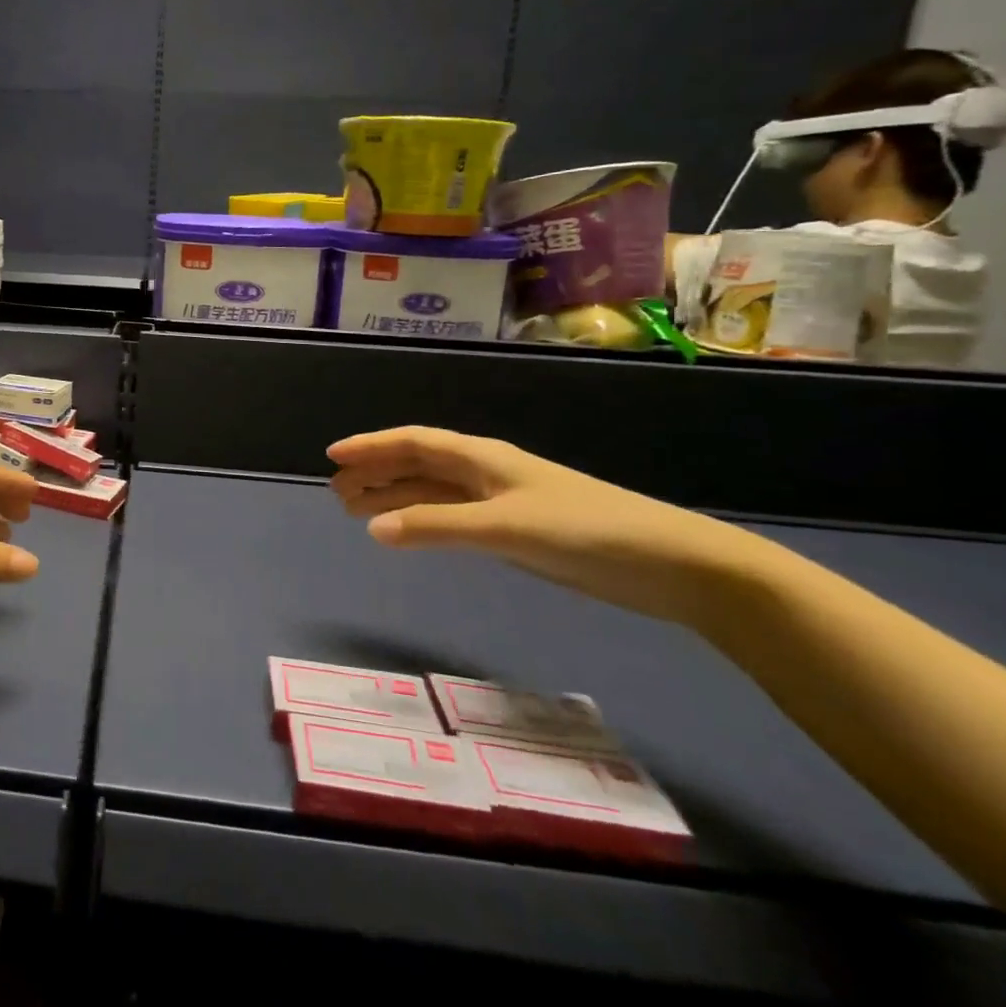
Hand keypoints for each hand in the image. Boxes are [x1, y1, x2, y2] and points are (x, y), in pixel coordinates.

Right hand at [327, 426, 768, 625]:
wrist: (672, 564)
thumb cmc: (585, 531)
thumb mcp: (505, 527)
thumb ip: (437, 526)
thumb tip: (373, 528)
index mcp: (482, 458)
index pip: (413, 442)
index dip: (371, 446)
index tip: (333, 456)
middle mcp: (486, 472)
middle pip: (417, 465)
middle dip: (375, 474)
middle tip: (336, 492)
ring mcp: (501, 502)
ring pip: (432, 492)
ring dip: (394, 498)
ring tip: (357, 512)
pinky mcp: (516, 531)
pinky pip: (451, 517)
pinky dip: (422, 521)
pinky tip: (409, 533)